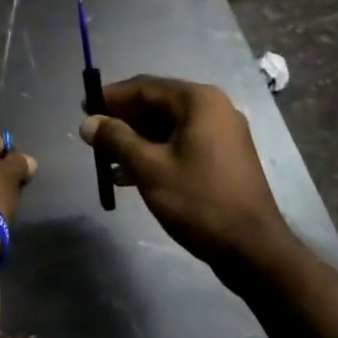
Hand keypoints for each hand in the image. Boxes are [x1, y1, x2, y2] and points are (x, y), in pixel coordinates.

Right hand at [81, 76, 291, 268]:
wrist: (253, 250)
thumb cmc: (199, 202)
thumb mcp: (150, 168)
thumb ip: (116, 140)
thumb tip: (88, 123)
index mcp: (199, 101)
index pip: (145, 87)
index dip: (111, 97)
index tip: (84, 108)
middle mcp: (214, 108)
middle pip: (157, 105)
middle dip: (123, 121)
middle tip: (93, 137)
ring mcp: (222, 133)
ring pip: (168, 127)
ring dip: (136, 141)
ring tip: (106, 161)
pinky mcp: (224, 157)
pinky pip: (181, 144)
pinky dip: (156, 154)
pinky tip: (129, 176)